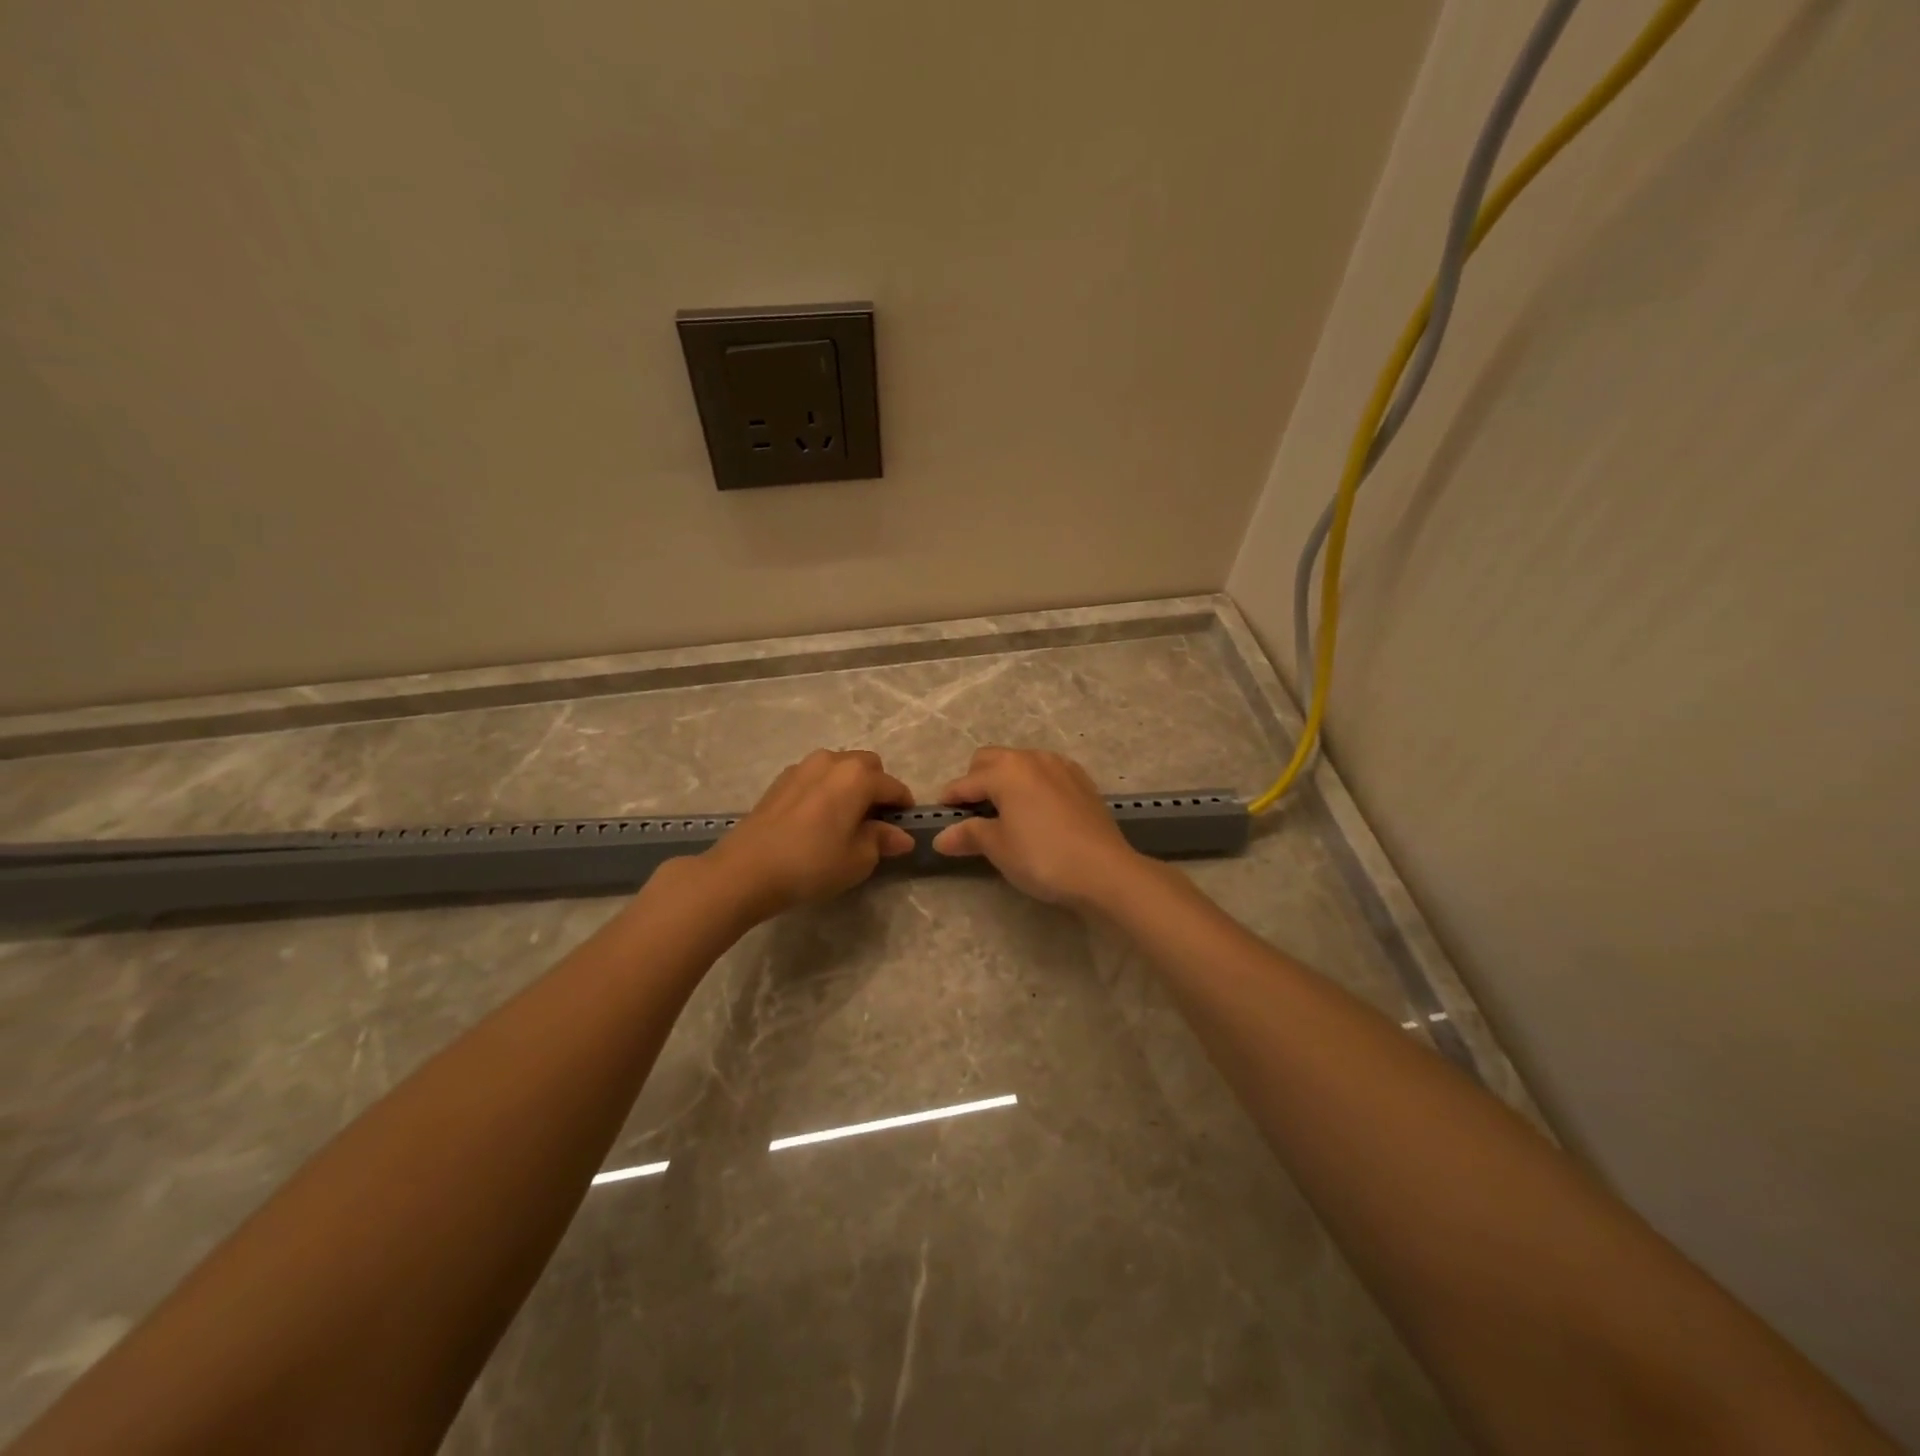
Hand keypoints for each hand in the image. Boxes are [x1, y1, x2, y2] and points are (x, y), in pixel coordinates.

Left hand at [704, 749, 915, 919]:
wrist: (746, 870)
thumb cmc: (812, 864)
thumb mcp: (858, 859)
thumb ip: (882, 841)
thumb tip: (901, 836)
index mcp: (858, 776)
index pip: (893, 786)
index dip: (903, 806)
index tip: (904, 827)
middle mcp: (832, 761)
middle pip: (867, 766)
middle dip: (877, 788)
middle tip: (875, 821)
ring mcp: (802, 767)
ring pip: (839, 768)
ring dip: (849, 786)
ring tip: (845, 819)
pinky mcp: (780, 780)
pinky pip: (815, 777)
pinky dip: (825, 790)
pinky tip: (817, 819)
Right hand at [930, 746, 1146, 908]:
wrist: (1105, 870)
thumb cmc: (1043, 857)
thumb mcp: (999, 848)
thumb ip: (969, 835)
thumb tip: (941, 837)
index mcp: (1006, 770)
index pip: (966, 782)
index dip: (949, 800)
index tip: (940, 817)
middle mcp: (1032, 758)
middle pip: (991, 760)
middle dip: (976, 781)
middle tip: (972, 813)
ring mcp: (1060, 766)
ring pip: (1020, 763)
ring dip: (1005, 780)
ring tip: (1005, 813)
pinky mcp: (1081, 780)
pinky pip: (1045, 773)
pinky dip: (1032, 785)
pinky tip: (1036, 812)